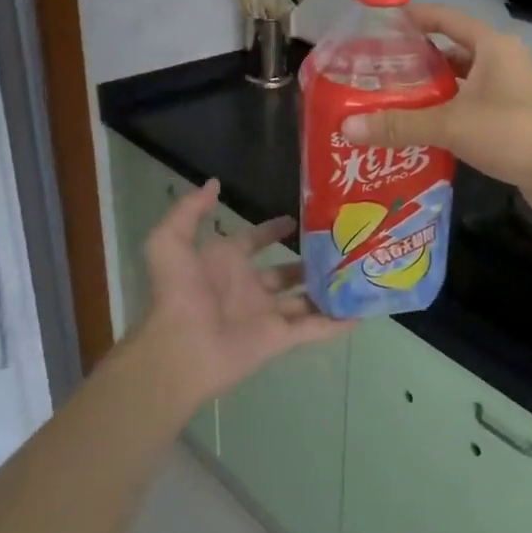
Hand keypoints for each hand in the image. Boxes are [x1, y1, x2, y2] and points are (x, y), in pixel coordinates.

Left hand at [137, 178, 347, 403]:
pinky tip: (361, 312)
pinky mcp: (280, 339)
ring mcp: (266, 314)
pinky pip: (313, 328)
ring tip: (358, 273)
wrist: (181, 348)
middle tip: (342, 245)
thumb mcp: (170, 242)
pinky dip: (336, 323)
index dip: (273, 230)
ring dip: (327, 289)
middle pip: (286, 271)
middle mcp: (249, 287)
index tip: (299, 218)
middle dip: (310, 260)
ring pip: (304, 299)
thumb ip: (190, 210)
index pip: (255, 241)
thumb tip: (215, 183)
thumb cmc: (179, 293)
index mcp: (226, 263)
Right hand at [338, 4, 531, 214]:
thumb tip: (348, 126)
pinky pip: (469, 109)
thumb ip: (400, 125)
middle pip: (449, 53)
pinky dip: (445, 116)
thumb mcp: (452, 124)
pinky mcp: (510, 120)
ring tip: (388, 103)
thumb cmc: (514, 131)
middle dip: (414, 63)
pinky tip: (418, 132)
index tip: (379, 25)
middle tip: (374, 74)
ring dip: (429, 93)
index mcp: (491, 47)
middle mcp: (500, 63)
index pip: (445, 19)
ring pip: (459, 85)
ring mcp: (508, 93)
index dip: (414, 18)